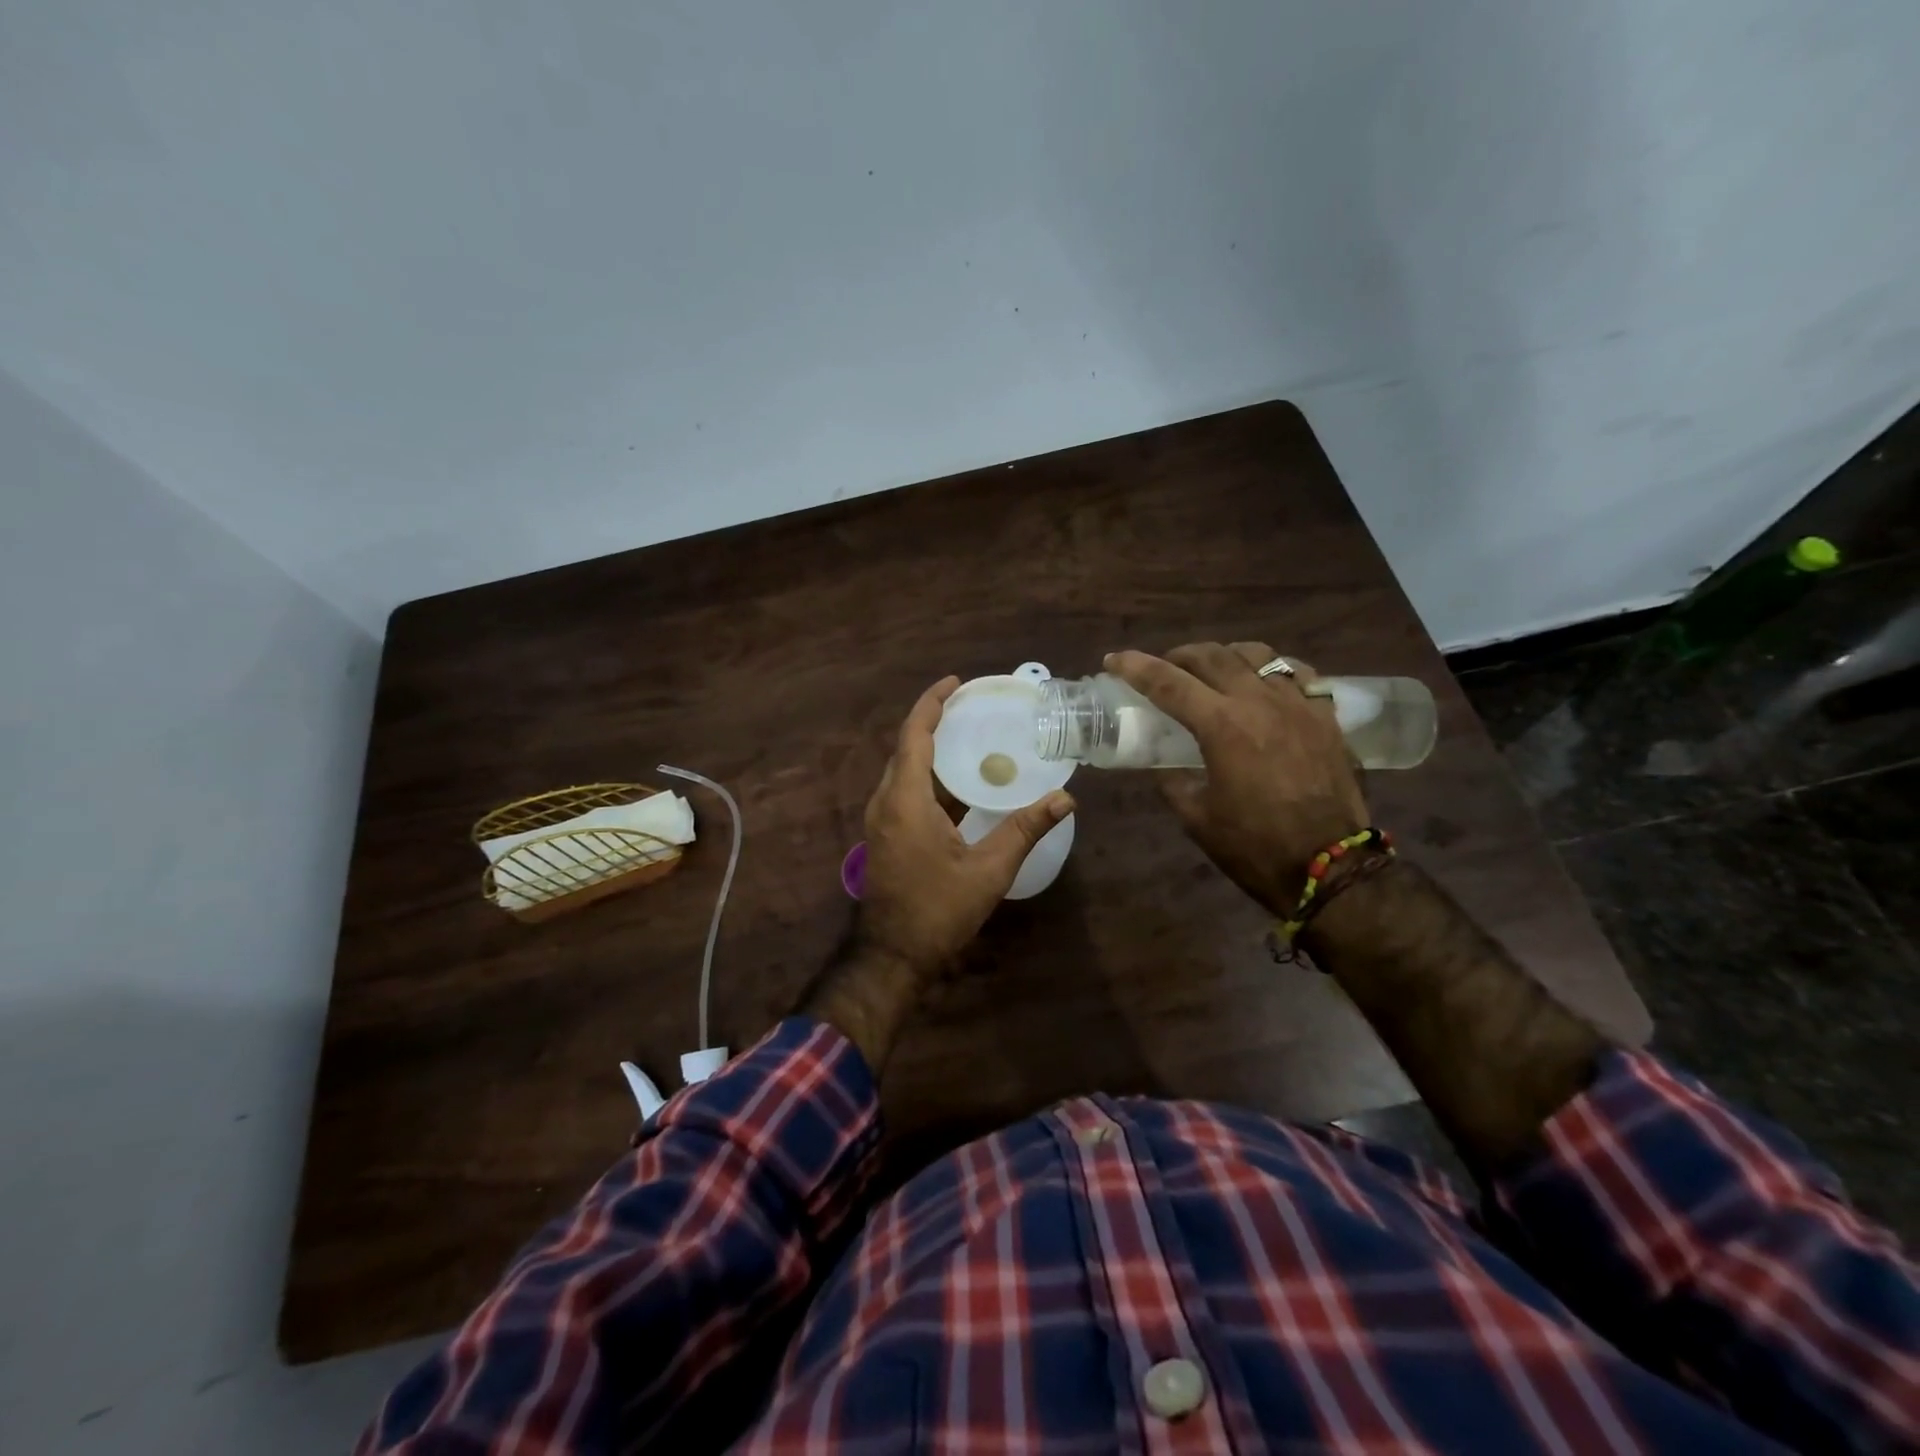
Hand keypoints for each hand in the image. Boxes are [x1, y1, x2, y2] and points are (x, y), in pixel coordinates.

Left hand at [858, 677, 1074, 976]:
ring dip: (933, 749)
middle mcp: (886, 801)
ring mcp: (882, 819)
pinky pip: (906, 791)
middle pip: (907, 747)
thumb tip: (1065, 800)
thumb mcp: (988, 871)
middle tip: (972, 707)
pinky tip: (962, 783)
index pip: (915, 734)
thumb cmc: (938, 910)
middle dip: (935, 721)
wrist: (893, 955)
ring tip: (971, 736)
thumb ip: (1025, 830)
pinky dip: (931, 777)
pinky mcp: (886, 834)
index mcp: (905, 800)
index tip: (956, 682)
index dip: (932, 703)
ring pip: (905, 770)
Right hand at [1107, 643, 1367, 913]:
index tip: (1113, 660)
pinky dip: (1272, 669)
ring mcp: (1298, 704)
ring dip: (1224, 656)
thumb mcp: (1196, 818)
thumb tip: (1164, 764)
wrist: (1331, 868)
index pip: (1168, 682)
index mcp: (1221, 726)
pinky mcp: (1325, 716)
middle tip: (1164, 669)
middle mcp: (1259, 702)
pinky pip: (1297, 673)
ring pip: (1256, 654)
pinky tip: (1264, 683)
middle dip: (1178, 656)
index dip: (1135, 667)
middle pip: (1211, 656)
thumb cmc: (1255, 846)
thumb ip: (1173, 781)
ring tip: (1213, 670)